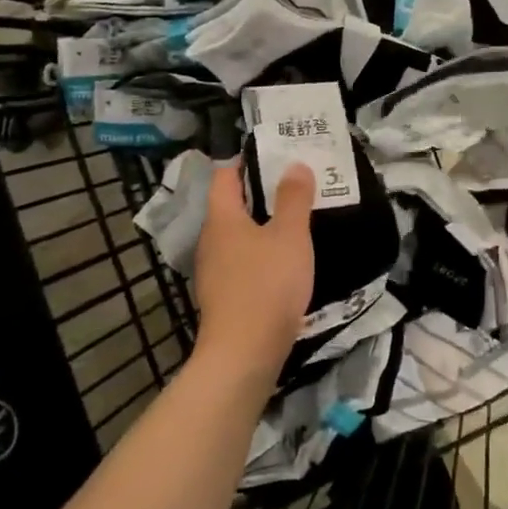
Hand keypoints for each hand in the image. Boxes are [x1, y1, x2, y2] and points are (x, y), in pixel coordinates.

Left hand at [192, 161, 314, 379]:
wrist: (244, 354)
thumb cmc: (267, 285)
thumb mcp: (290, 236)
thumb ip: (294, 199)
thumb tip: (294, 165)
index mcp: (222, 218)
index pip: (224, 176)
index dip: (245, 161)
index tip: (275, 154)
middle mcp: (211, 240)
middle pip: (231, 205)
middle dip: (260, 193)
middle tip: (295, 185)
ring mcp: (214, 271)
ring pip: (238, 236)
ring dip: (263, 226)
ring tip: (296, 221)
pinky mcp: (224, 297)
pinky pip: (242, 262)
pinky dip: (261, 254)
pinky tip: (285, 262)